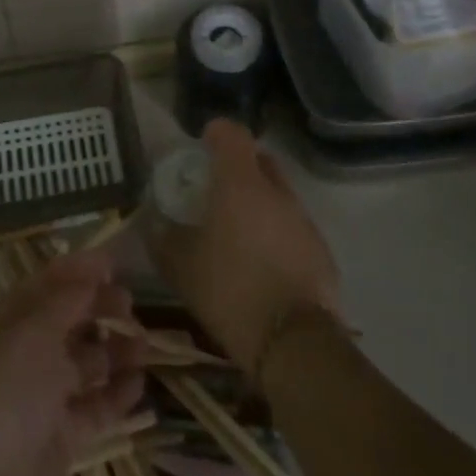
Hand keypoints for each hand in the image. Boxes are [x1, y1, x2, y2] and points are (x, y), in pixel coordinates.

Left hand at [0, 250, 144, 475]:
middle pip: (70, 321)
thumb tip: (91, 273)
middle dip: (99, 308)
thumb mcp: (36, 331)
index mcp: (13, 323)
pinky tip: (140, 382)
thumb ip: (66, 299)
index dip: (76, 270)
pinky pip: (97, 404)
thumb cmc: (12, 391)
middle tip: (130, 303)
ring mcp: (47, 395)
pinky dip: (118, 392)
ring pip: (88, 362)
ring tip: (143, 346)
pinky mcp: (65, 433)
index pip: (46, 286)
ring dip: (115, 350)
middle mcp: (28, 354)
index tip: (111, 262)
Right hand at [151, 119, 340, 376]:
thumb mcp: (179, 265)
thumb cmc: (229, 289)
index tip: (202, 144)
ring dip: (259, 202)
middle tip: (216, 189)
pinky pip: (293, 226)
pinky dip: (276, 232)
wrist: (293, 342)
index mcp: (240, 182)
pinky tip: (262, 262)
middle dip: (239, 167)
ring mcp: (304, 220)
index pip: (233, 133)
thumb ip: (163, 237)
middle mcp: (277, 191)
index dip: (216, 132)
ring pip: (278, 195)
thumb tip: (154, 223)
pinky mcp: (321, 250)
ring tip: (238, 231)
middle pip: (259, 160)